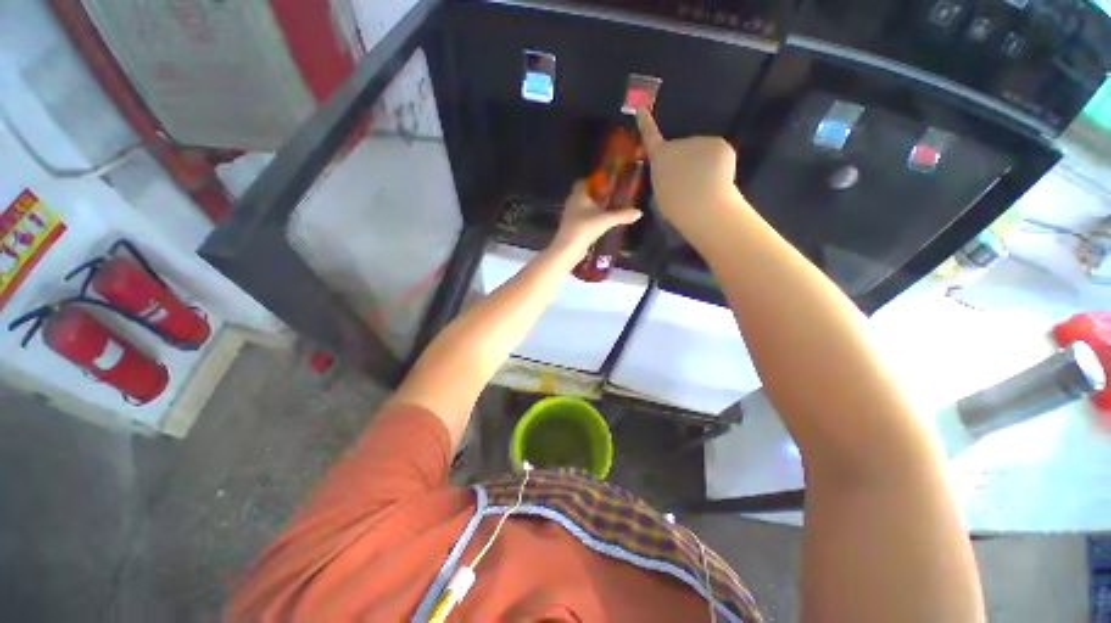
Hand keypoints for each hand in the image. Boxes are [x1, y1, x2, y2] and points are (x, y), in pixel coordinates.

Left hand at [551, 180, 641, 257]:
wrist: (568, 248)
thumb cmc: (585, 228)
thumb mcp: (606, 220)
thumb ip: (622, 215)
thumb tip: (639, 213)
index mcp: (578, 195)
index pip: (584, 182)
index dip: (595, 181)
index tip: (608, 182)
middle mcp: (572, 203)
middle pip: (584, 194)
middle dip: (596, 195)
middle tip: (612, 196)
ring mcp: (570, 216)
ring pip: (583, 207)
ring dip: (593, 208)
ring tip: (608, 209)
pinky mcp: (571, 227)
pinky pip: (582, 218)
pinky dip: (591, 218)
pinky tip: (600, 223)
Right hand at [637, 109, 745, 236]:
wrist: (702, 205)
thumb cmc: (675, 206)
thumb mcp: (659, 194)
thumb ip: (663, 179)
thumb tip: (671, 177)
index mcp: (660, 157)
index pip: (650, 136)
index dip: (645, 123)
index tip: (641, 109)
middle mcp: (679, 143)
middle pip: (682, 149)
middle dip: (685, 162)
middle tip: (688, 184)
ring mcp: (701, 141)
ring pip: (701, 153)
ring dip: (701, 165)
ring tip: (703, 186)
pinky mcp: (720, 145)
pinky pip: (717, 155)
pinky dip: (718, 165)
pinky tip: (717, 181)